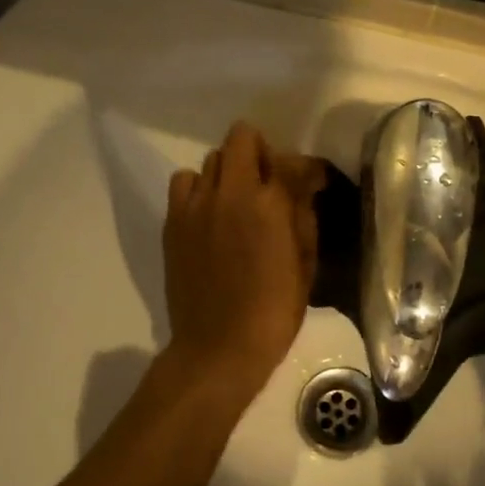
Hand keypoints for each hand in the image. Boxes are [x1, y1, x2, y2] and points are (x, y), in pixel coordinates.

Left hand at [162, 123, 322, 401]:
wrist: (218, 347)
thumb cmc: (274, 312)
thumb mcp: (306, 265)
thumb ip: (305, 217)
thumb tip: (304, 188)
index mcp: (270, 205)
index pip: (291, 160)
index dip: (306, 168)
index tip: (311, 182)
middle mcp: (230, 193)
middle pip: (242, 137)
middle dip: (261, 152)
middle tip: (269, 183)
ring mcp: (196, 205)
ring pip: (211, 159)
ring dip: (229, 171)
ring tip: (236, 200)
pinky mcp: (172, 222)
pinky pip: (184, 182)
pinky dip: (200, 189)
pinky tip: (210, 215)